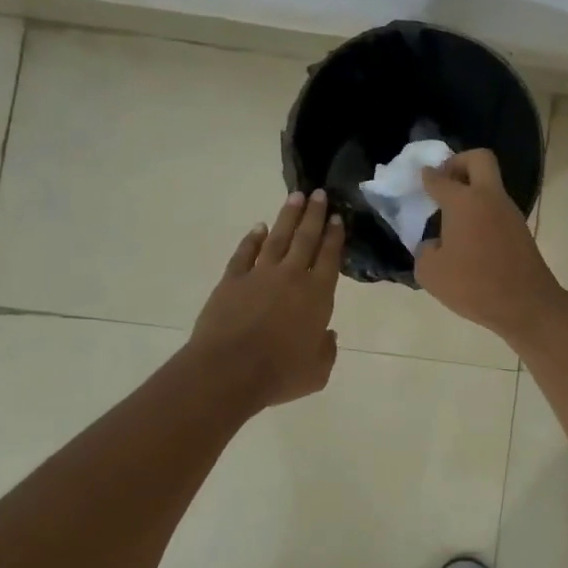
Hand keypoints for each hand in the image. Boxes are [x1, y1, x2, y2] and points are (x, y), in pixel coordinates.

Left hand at [190, 190, 344, 409]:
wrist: (229, 371)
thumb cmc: (279, 374)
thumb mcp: (317, 372)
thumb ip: (326, 350)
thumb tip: (326, 335)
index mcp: (317, 295)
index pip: (330, 257)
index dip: (335, 236)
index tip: (338, 217)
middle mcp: (291, 277)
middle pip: (306, 239)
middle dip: (315, 215)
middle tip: (320, 193)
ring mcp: (259, 275)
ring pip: (277, 238)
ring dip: (287, 217)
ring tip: (296, 198)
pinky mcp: (232, 281)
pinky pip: (244, 253)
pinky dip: (252, 239)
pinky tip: (258, 228)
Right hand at [417, 150, 565, 343]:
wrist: (526, 305)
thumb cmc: (474, 285)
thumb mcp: (431, 272)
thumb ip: (425, 250)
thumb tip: (436, 244)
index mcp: (464, 202)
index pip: (440, 178)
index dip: (428, 176)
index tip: (422, 177)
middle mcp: (489, 198)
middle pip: (479, 159)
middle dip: (459, 162)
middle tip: (443, 182)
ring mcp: (509, 212)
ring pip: (490, 185)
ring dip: (471, 191)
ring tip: (451, 217)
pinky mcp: (520, 230)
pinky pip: (496, 208)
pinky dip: (481, 212)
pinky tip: (468, 237)